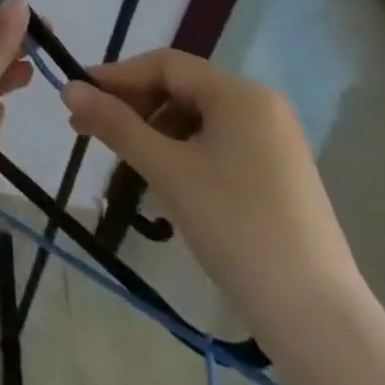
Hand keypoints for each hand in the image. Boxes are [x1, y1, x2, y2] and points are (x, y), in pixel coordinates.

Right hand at [66, 51, 384, 384]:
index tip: (79, 97)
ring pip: (198, 118)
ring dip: (156, 131)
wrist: (317, 319)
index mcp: (240, 94)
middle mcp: (261, 107)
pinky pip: (219, 144)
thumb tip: (68, 87)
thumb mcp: (167, 170)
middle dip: (134, 106)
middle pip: (182, 88)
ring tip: (126, 161)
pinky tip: (166, 180)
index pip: (165, 64)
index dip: (118, 76)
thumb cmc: (235, 227)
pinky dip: (184, 152)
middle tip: (92, 130)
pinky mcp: (279, 176)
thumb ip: (115, 124)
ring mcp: (275, 142)